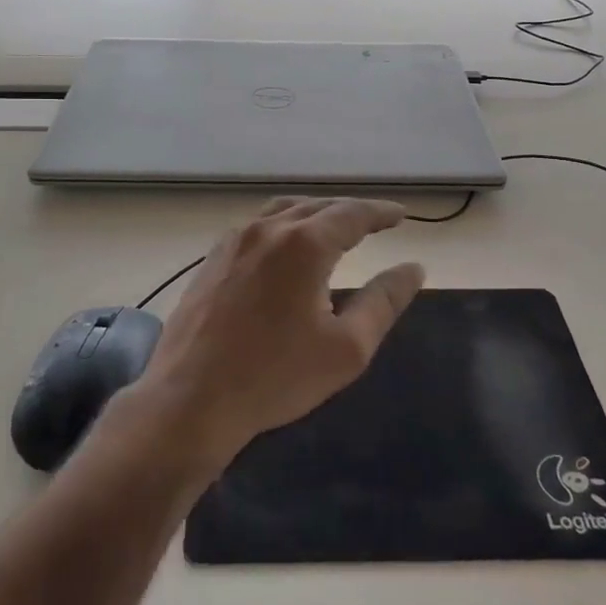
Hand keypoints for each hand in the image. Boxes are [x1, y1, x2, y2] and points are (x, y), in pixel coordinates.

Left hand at [134, 197, 425, 471]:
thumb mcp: (347, 347)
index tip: (401, 214)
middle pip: (317, 206)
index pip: (352, 214)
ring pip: (283, 210)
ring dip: (314, 213)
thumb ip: (384, 301)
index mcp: (304, 244)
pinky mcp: (211, 258)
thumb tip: (413, 268)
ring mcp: (233, 240)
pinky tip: (285, 247)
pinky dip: (283, 225)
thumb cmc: (276, 376)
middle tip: (374, 221)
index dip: (380, 212)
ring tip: (333, 227)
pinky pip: (256, 226)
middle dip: (349, 211)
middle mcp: (267, 229)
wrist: (191, 398)